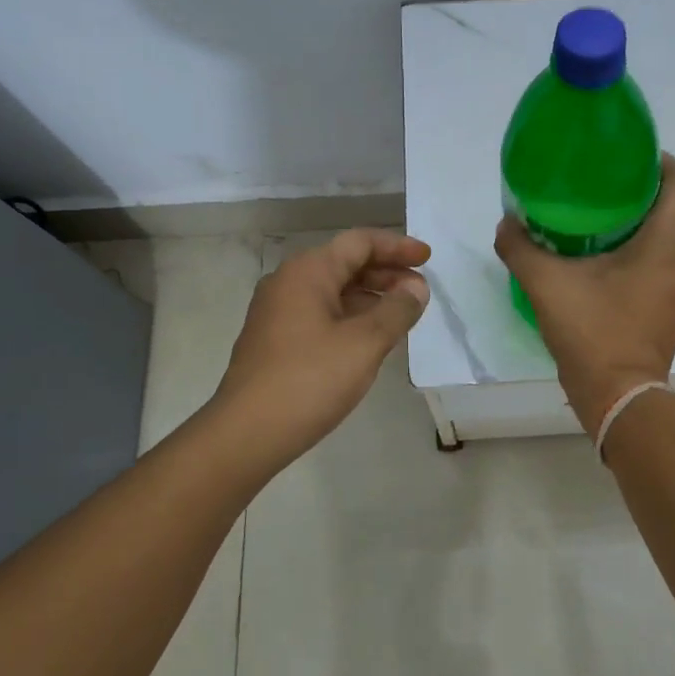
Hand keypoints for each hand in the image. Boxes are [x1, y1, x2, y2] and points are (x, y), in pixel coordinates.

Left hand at [212, 229, 430, 463]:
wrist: (246, 433)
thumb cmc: (310, 380)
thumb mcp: (365, 343)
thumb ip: (397, 310)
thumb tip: (416, 288)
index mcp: (307, 272)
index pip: (359, 242)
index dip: (397, 247)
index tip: (428, 259)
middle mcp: (288, 283)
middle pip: (345, 263)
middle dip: (386, 273)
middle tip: (420, 291)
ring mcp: (277, 312)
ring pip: (333, 291)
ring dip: (370, 297)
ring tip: (402, 316)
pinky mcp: (275, 340)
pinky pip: (321, 314)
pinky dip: (351, 317)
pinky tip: (370, 339)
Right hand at [495, 154, 674, 434]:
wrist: (618, 395)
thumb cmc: (592, 331)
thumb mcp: (546, 283)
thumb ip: (521, 246)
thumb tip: (507, 222)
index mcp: (669, 242)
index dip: (657, 160)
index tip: (622, 160)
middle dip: (643, 190)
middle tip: (601, 188)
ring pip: (674, 235)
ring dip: (645, 222)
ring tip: (602, 220)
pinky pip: (670, 260)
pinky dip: (648, 249)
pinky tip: (610, 258)